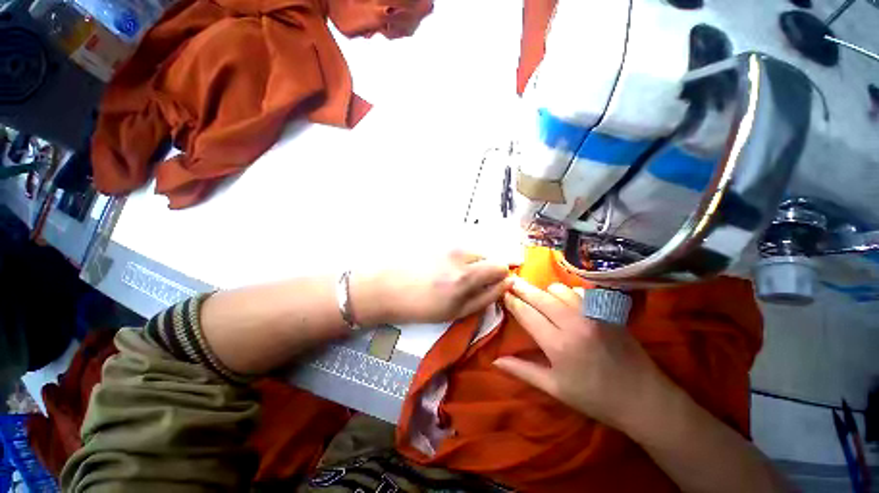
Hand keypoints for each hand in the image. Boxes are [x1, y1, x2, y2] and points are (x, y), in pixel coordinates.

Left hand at [352, 250, 511, 324]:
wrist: (384, 287)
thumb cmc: (418, 306)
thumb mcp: (454, 312)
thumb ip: (484, 297)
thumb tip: (506, 283)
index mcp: (465, 276)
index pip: (500, 266)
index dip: (500, 276)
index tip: (491, 285)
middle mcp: (460, 255)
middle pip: (489, 255)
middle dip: (486, 269)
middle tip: (468, 283)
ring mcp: (448, 244)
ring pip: (473, 251)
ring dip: (471, 263)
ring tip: (451, 275)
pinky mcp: (438, 239)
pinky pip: (458, 247)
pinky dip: (458, 257)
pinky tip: (441, 266)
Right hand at [494, 278, 673, 431]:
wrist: (644, 398)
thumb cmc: (594, 397)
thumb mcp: (555, 388)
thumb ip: (523, 371)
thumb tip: (495, 361)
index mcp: (557, 344)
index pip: (526, 313)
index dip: (512, 301)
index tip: (502, 293)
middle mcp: (573, 323)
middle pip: (540, 297)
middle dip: (522, 288)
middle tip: (511, 281)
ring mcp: (593, 314)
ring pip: (559, 289)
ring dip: (545, 291)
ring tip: (539, 297)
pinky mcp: (607, 312)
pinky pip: (580, 292)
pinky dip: (567, 293)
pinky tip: (565, 301)